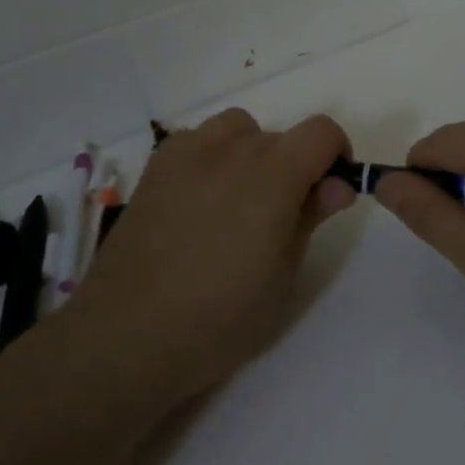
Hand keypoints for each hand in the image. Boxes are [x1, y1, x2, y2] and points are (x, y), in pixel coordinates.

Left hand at [72, 109, 356, 404]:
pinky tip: (199, 201)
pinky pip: (198, 140)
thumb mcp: (283, 277)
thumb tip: (338, 184)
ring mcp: (188, 152)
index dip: (336, 156)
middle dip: (294, 167)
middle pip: (281, 137)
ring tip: (238, 203)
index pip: (321, 132)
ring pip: (239, 129)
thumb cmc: (219, 317)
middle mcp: (233, 148)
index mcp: (274, 173)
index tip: (328, 193)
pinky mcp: (157, 166)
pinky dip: (212, 157)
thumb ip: (311, 218)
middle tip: (280, 220)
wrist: (126, 335)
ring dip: (252, 154)